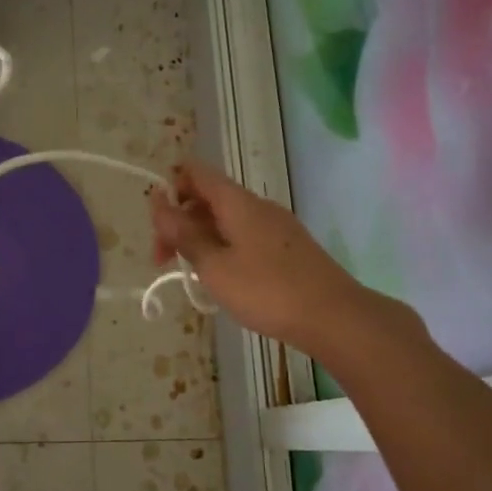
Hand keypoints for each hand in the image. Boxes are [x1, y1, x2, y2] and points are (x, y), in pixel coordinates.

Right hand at [149, 161, 380, 356]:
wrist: (334, 318)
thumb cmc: (266, 290)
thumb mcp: (214, 265)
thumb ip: (183, 234)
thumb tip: (158, 203)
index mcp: (237, 202)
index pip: (196, 173)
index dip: (170, 189)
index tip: (157, 228)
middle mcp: (257, 206)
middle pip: (208, 198)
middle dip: (179, 222)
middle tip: (164, 262)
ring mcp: (276, 226)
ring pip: (226, 219)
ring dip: (200, 239)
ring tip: (192, 275)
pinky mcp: (287, 247)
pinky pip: (244, 236)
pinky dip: (223, 249)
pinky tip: (223, 280)